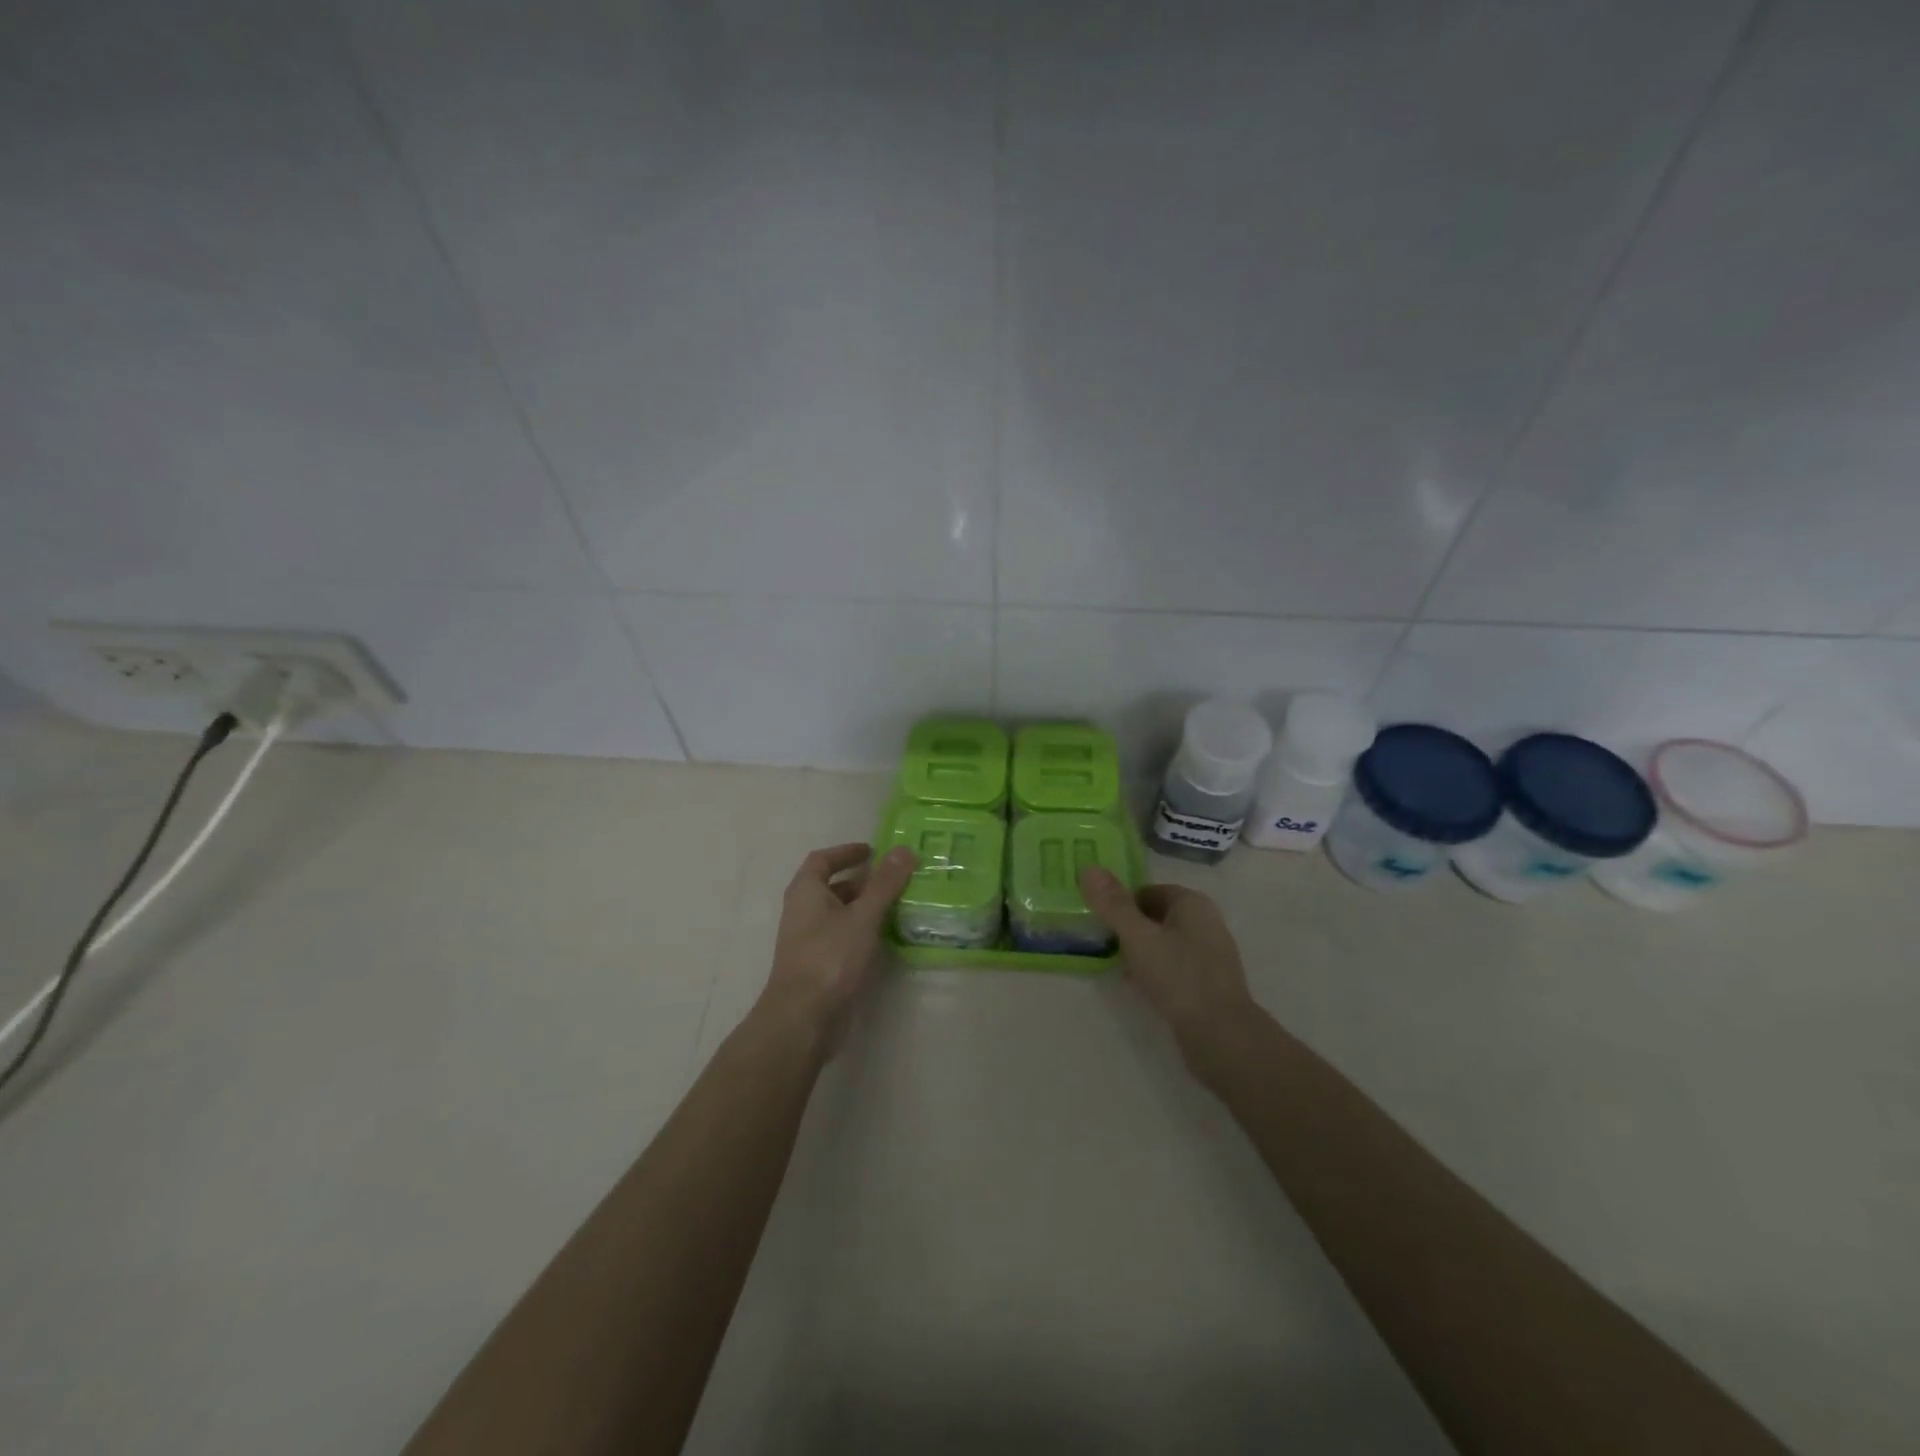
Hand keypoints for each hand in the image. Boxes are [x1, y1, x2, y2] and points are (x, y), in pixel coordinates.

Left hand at [759, 842, 915, 1044]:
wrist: (803, 1018)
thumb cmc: (830, 957)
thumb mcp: (863, 916)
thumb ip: (884, 883)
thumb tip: (904, 849)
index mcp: (806, 892)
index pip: (822, 860)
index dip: (846, 852)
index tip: (872, 851)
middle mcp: (802, 911)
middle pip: (831, 886)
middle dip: (861, 880)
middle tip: (894, 879)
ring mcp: (809, 940)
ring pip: (838, 913)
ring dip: (863, 906)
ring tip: (897, 905)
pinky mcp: (818, 965)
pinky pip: (842, 936)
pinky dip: (861, 930)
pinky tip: (884, 938)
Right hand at [1079, 867, 1261, 1074]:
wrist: (1222, 1036)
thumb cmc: (1179, 978)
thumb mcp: (1139, 938)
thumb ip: (1113, 904)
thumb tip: (1089, 867)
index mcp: (1192, 903)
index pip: (1147, 891)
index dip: (1121, 903)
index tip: (1098, 921)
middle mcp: (1205, 922)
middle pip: (1155, 916)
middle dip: (1129, 928)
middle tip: (1102, 943)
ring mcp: (1210, 954)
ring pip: (1163, 942)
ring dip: (1139, 950)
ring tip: (1115, 965)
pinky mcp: (1208, 982)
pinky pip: (1173, 966)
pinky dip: (1153, 970)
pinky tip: (1136, 986)